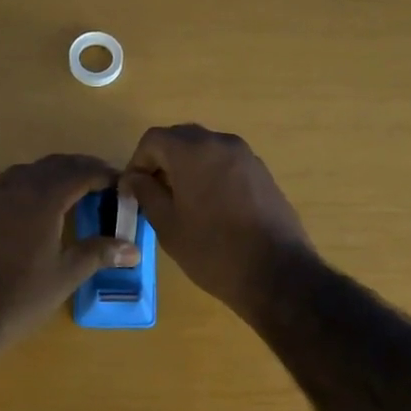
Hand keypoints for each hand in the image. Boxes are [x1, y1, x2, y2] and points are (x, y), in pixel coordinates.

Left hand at [0, 154, 139, 352]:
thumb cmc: (20, 295)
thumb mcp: (66, 274)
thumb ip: (98, 253)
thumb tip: (132, 249)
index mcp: (42, 197)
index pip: (80, 172)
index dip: (104, 175)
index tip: (121, 184)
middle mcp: (16, 188)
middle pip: (53, 165)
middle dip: (80, 170)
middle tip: (102, 184)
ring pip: (28, 172)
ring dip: (53, 175)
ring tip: (72, 192)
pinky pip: (9, 186)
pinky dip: (30, 187)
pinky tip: (36, 210)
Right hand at [122, 124, 312, 318]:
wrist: (277, 272)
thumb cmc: (212, 251)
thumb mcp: (168, 226)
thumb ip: (146, 194)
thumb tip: (134, 178)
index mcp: (193, 151)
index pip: (153, 139)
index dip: (137, 162)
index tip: (133, 191)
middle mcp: (221, 142)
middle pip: (180, 138)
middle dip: (162, 161)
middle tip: (154, 194)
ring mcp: (246, 156)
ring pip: (205, 149)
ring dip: (187, 166)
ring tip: (182, 202)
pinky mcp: (262, 173)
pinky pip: (226, 162)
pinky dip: (210, 174)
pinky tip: (210, 207)